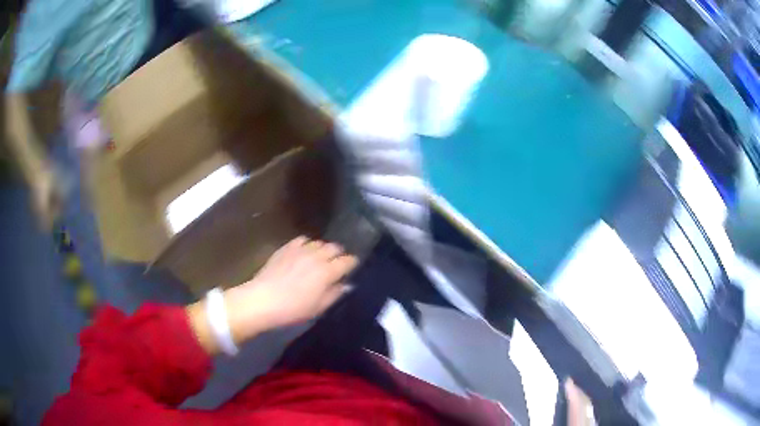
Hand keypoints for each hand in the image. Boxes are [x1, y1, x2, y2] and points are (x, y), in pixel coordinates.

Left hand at [188, 237, 358, 353]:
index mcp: (328, 271)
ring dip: (323, 250)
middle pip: (335, 247)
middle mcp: (317, 256)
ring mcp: (300, 249)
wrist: (262, 300)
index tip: (351, 269)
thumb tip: (346, 284)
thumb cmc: (293, 309)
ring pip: (319, 242)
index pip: (348, 260)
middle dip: (338, 255)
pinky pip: (302, 240)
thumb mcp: (318, 307)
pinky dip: (307, 245)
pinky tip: (303, 253)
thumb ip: (335, 293)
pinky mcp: (286, 247)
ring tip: (319, 259)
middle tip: (335, 265)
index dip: (352, 264)